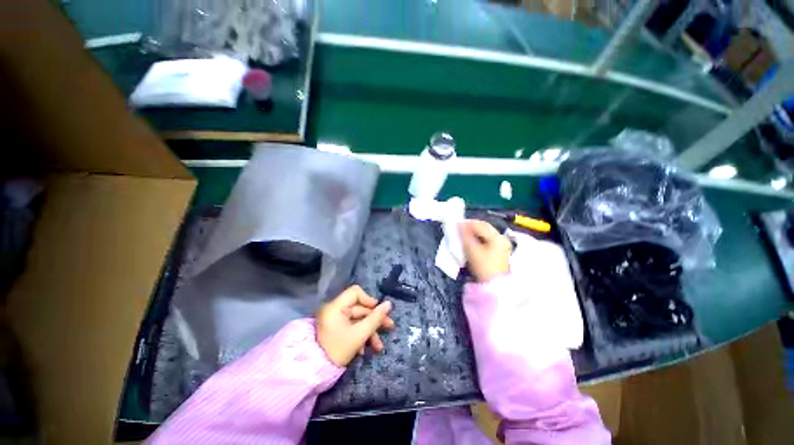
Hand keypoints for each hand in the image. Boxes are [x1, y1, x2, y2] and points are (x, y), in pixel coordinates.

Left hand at [316, 285, 394, 366]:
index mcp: (336, 306)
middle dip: (375, 320)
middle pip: (360, 308)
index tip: (379, 311)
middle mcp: (335, 310)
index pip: (356, 292)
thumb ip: (376, 318)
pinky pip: (352, 327)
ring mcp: (335, 320)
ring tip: (378, 346)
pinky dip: (360, 335)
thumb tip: (389, 303)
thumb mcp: (360, 334)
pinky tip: (365, 350)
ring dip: (370, 331)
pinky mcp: (336, 329)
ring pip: (358, 320)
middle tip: (389, 327)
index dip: (369, 300)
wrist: (316, 373)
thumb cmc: (338, 350)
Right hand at [459, 219, 511, 282]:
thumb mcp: (472, 250)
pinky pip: (486, 240)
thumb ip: (464, 235)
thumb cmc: (483, 267)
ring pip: (484, 234)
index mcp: (497, 237)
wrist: (494, 286)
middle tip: (458, 229)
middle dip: (470, 227)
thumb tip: (458, 224)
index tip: (456, 223)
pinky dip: (477, 239)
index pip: (480, 224)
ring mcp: (501, 245)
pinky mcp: (498, 251)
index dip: (467, 223)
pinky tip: (470, 242)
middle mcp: (501, 238)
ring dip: (473, 233)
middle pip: (484, 228)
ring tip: (462, 235)